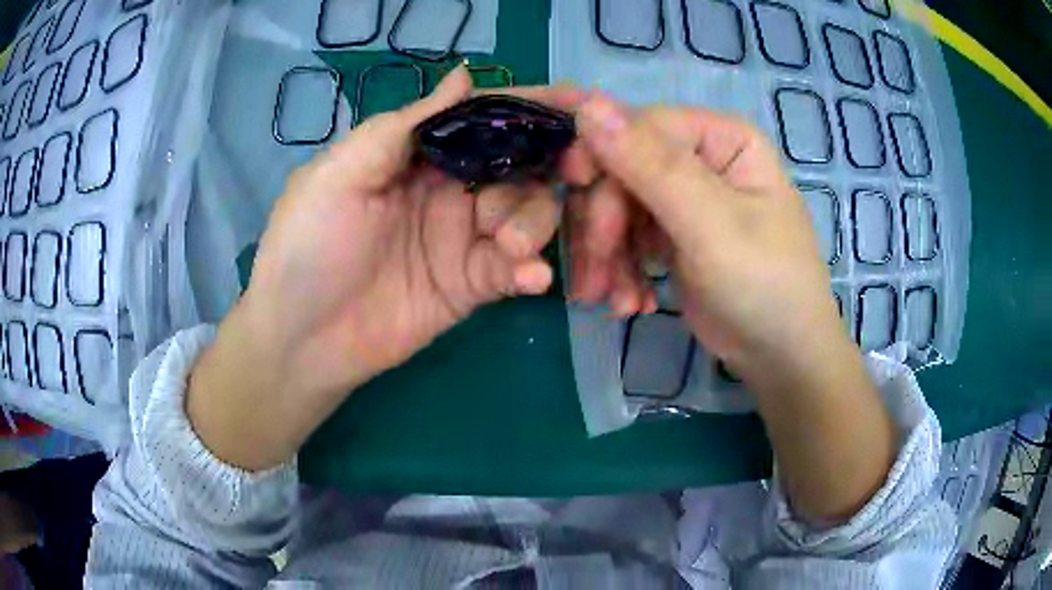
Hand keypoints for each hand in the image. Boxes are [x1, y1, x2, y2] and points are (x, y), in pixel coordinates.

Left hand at [188, 68, 585, 469]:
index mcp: (418, 153)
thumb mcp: (342, 173)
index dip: (532, 106)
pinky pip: (515, 269)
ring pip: (527, 213)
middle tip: (579, 172)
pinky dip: (531, 269)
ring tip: (510, 245)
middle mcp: (448, 188)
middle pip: (519, 162)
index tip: (582, 103)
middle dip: (553, 162)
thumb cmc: (308, 247)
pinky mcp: (471, 285)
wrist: (301, 339)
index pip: (485, 118)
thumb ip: (406, 126)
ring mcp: (463, 239)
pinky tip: (531, 277)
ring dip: (534, 221)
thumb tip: (465, 74)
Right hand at [570, 97, 846, 381]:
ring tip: (616, 302)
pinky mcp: (670, 234)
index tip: (574, 189)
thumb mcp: (711, 225)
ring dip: (608, 257)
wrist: (779, 355)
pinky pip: (626, 238)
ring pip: (617, 207)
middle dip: (604, 223)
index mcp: (721, 137)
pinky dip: (621, 272)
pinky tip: (631, 303)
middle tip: (596, 275)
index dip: (603, 154)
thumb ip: (652, 166)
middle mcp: (700, 159)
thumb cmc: (764, 284)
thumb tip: (589, 105)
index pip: (642, 125)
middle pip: (623, 169)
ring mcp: (683, 198)